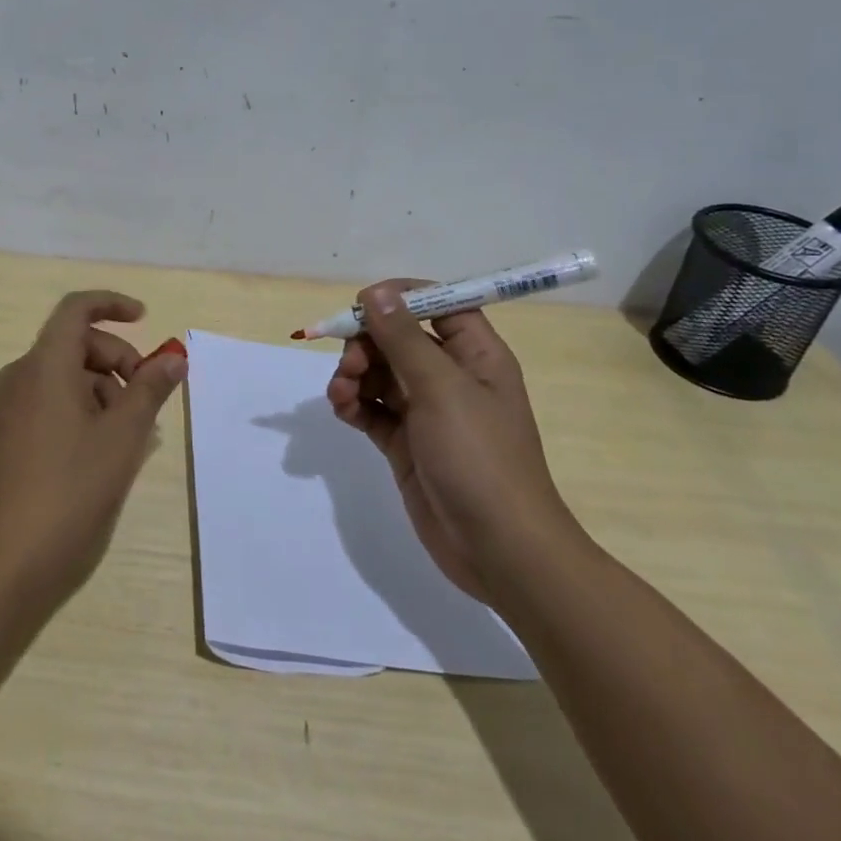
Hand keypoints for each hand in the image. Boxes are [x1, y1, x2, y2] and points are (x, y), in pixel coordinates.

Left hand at [0, 290, 186, 611]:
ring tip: (134, 437)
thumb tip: (174, 355)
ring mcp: (12, 408)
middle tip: (149, 400)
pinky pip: (54, 403)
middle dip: (119, 360)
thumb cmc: (69, 491)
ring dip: (106, 392)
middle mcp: (22, 377)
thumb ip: (150, 389)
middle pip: (77, 344)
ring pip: (68, 377)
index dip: (112, 305)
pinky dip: (86, 411)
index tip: (146, 320)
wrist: (3, 564)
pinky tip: (109, 451)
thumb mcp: (122, 437)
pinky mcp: (10, 437)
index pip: (76, 309)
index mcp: (44, 365)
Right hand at [325, 281, 580, 602]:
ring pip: (380, 374)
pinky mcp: (405, 443)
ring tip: (341, 394)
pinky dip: (353, 404)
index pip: (439, 304)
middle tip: (350, 365)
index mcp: (475, 355)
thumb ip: (403, 338)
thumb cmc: (479, 457)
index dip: (401, 297)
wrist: (498, 549)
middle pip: (399, 339)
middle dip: (367, 343)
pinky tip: (343, 410)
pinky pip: (372, 409)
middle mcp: (451, 377)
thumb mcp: (440, 389)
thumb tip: (376, 291)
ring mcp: (427, 412)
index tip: (363, 303)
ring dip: (354, 375)